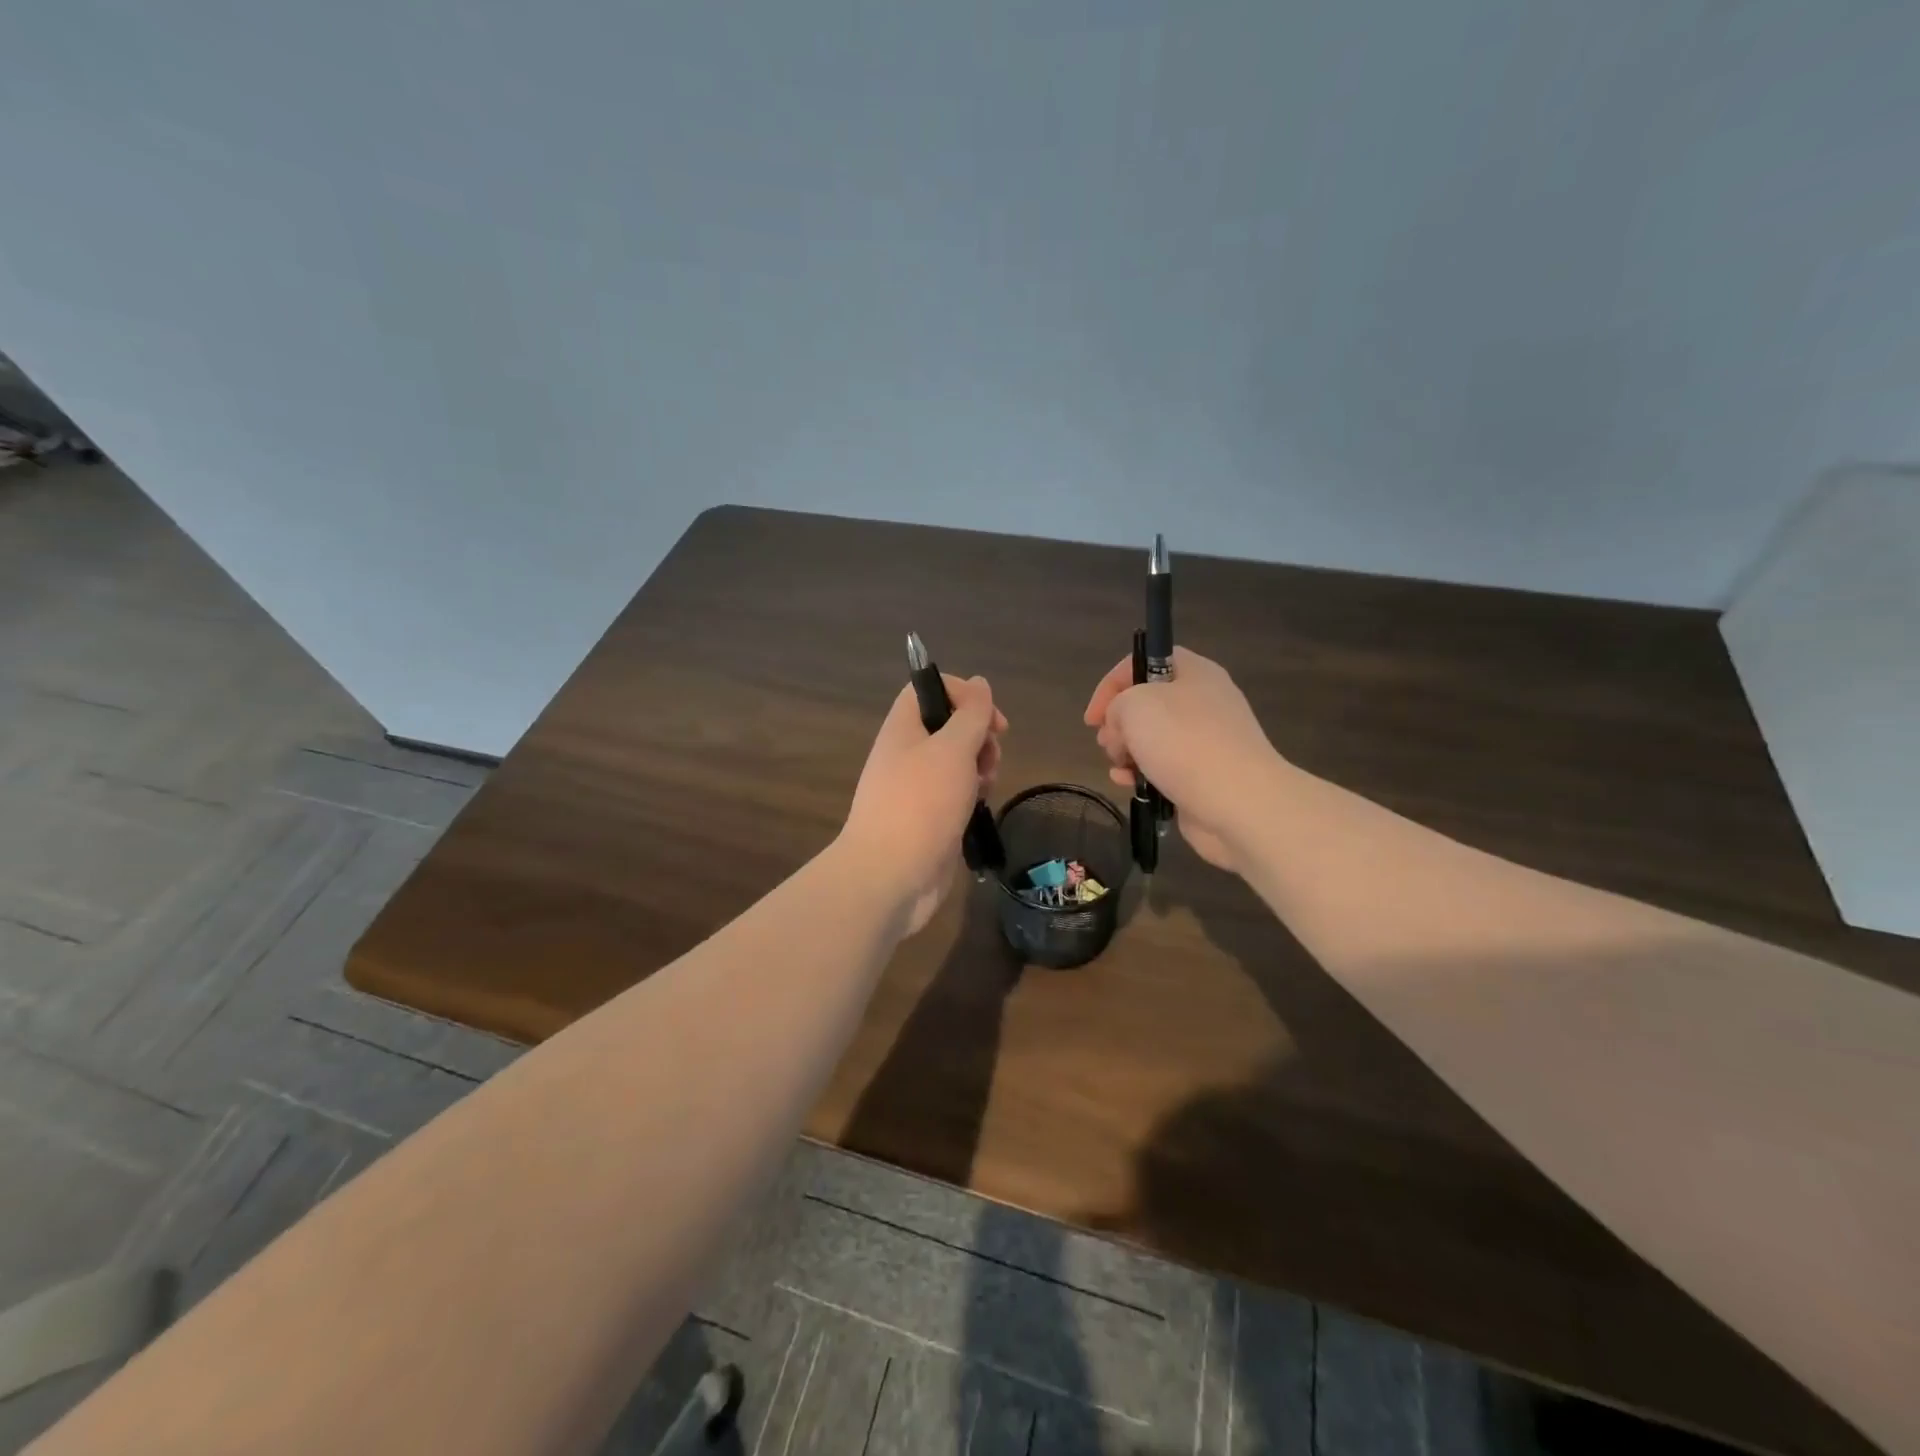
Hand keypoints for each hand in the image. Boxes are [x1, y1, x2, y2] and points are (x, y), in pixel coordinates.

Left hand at [838, 674, 1007, 935]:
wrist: (891, 875)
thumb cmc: (921, 803)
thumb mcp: (952, 749)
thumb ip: (971, 714)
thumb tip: (980, 682)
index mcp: (904, 727)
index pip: (931, 689)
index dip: (964, 694)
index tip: (990, 718)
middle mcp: (906, 753)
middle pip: (949, 725)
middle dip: (980, 736)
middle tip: (990, 756)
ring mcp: (916, 788)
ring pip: (957, 761)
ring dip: (980, 767)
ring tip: (984, 786)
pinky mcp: (928, 818)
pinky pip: (956, 793)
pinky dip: (971, 795)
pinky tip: (978, 808)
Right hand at [1083, 647, 1278, 875]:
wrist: (1239, 802)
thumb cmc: (1185, 743)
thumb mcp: (1135, 705)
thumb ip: (1117, 705)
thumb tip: (1122, 728)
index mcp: (1195, 673)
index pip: (1145, 661)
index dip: (1112, 684)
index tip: (1093, 717)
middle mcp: (1203, 701)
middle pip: (1147, 702)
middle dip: (1118, 722)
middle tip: (1109, 742)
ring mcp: (1207, 741)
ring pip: (1152, 738)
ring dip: (1126, 751)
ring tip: (1119, 765)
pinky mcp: (1204, 775)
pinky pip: (1164, 767)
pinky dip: (1142, 773)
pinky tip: (1128, 784)